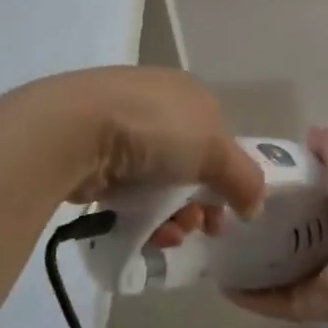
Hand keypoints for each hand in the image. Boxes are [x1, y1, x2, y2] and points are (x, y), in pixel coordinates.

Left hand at [12, 67, 264, 237]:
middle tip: (200, 229)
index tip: (227, 211)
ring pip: (159, 181)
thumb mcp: (215, 151)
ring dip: (172, 214)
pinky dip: (139, 213)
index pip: (219, 137)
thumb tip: (254, 206)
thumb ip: (244, 179)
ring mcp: (121, 127)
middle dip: (199, 202)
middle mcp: (156, 104)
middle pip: (189, 164)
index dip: (228, 176)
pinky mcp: (92, 153)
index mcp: (188, 92)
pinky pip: (126, 190)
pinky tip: (145, 233)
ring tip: (170, 235)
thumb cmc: (155, 130)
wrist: (73, 130)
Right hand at [229, 127, 327, 323]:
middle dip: (261, 230)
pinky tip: (223, 286)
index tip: (249, 182)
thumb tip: (310, 134)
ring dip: (250, 266)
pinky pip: (277, 301)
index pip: (311, 200)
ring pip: (280, 273)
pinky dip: (252, 298)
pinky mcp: (312, 305)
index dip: (284, 191)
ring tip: (216, 254)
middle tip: (225, 218)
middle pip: (292, 237)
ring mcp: (324, 278)